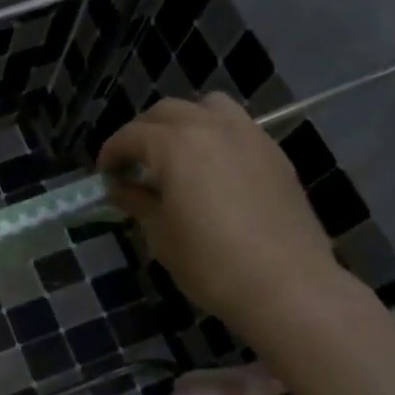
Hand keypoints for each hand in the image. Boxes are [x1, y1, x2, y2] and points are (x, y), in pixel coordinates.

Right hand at [97, 95, 344, 336]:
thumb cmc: (211, 263)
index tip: (105, 174)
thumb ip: (137, 201)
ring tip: (177, 153)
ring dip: (184, 121)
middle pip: (166, 111)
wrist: (289, 287)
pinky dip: (216, 134)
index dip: (112, 153)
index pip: (131, 135)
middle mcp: (211, 127)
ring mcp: (248, 136)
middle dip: (143, 132)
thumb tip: (120, 188)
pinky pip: (237, 127)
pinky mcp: (274, 154)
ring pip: (208, 106)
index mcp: (175, 145)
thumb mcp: (161, 234)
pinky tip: (214, 168)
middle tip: (134, 163)